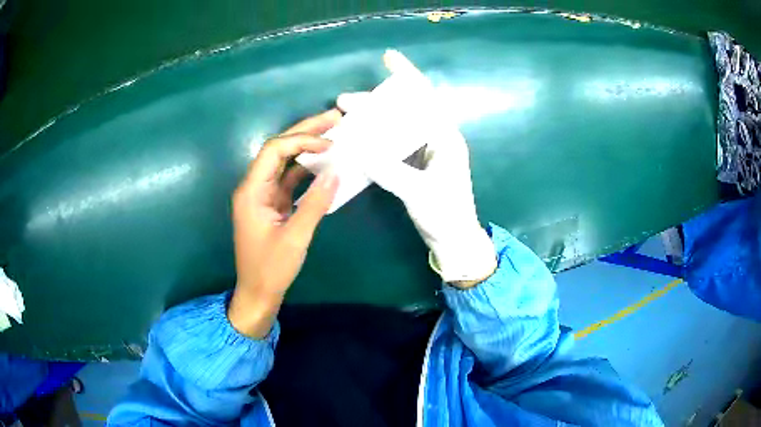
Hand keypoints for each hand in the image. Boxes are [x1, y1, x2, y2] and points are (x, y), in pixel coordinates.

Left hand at [228, 110, 340, 337]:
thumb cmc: (271, 269)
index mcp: (252, 190)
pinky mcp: (272, 204)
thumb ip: (315, 203)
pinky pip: (289, 179)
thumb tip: (336, 172)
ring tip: (333, 133)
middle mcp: (254, 186)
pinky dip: (306, 169)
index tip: (330, 144)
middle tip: (334, 117)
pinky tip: (324, 163)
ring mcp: (263, 195)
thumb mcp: (295, 237)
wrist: (258, 293)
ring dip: (307, 147)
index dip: (302, 140)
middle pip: (278, 148)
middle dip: (305, 131)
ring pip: (284, 161)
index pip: (274, 150)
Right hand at [338, 51, 495, 286]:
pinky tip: (358, 139)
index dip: (407, 75)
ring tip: (346, 118)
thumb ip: (389, 169)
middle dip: (375, 102)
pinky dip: (376, 138)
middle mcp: (436, 138)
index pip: (425, 97)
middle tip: (344, 102)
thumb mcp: (418, 191)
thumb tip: (358, 148)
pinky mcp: (417, 165)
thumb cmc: (445, 215)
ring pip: (397, 126)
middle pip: (405, 110)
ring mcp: (426, 152)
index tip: (389, 57)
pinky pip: (394, 144)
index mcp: (445, 137)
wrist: (454, 240)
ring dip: (373, 120)